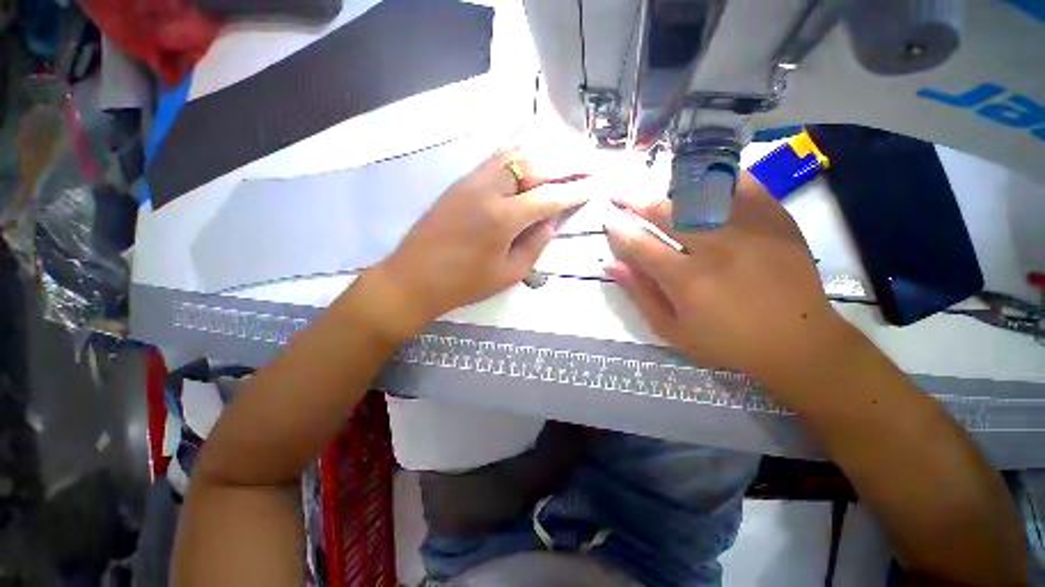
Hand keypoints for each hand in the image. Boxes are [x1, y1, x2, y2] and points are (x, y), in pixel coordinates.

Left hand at [372, 143, 588, 334]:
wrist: (414, 278)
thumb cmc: (464, 284)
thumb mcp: (508, 274)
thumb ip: (535, 245)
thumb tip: (551, 222)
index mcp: (503, 218)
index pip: (549, 197)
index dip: (575, 191)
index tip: (594, 185)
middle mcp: (490, 190)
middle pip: (535, 164)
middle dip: (567, 162)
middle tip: (589, 161)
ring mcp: (472, 180)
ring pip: (515, 153)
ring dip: (545, 150)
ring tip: (568, 150)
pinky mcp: (461, 181)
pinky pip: (495, 157)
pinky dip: (519, 149)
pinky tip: (533, 148)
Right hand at [604, 173, 856, 396]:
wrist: (798, 342)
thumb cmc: (727, 342)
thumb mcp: (672, 330)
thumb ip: (640, 295)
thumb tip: (611, 265)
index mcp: (686, 280)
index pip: (639, 245)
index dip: (618, 228)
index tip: (606, 216)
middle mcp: (714, 248)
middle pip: (664, 212)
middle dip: (634, 200)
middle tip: (618, 192)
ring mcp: (748, 229)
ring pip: (700, 194)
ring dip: (669, 186)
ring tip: (652, 183)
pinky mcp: (776, 219)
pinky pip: (743, 186)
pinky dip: (719, 178)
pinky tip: (702, 178)